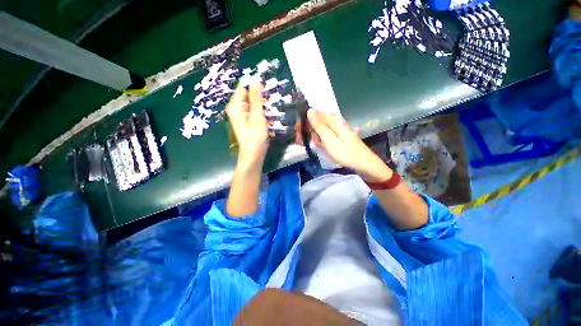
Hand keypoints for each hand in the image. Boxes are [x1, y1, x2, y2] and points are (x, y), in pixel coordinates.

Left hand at [226, 83, 268, 167]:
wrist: (253, 154)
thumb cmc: (255, 137)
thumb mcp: (257, 117)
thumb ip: (256, 99)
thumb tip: (255, 81)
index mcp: (235, 106)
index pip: (244, 87)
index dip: (256, 87)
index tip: (267, 90)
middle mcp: (236, 108)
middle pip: (249, 95)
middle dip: (260, 98)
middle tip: (270, 105)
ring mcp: (241, 114)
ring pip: (253, 103)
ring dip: (263, 105)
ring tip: (269, 113)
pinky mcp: (247, 119)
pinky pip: (254, 110)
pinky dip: (261, 111)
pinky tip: (267, 118)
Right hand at [304, 109, 392, 181]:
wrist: (364, 164)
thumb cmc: (346, 154)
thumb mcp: (330, 140)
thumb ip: (319, 126)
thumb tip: (310, 110)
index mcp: (334, 120)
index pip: (315, 113)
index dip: (306, 122)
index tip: (299, 133)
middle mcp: (336, 122)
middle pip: (318, 121)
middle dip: (310, 131)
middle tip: (308, 142)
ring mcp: (338, 129)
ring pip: (321, 129)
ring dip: (316, 137)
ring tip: (318, 146)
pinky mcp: (339, 136)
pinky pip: (327, 135)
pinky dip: (322, 140)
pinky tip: (322, 147)